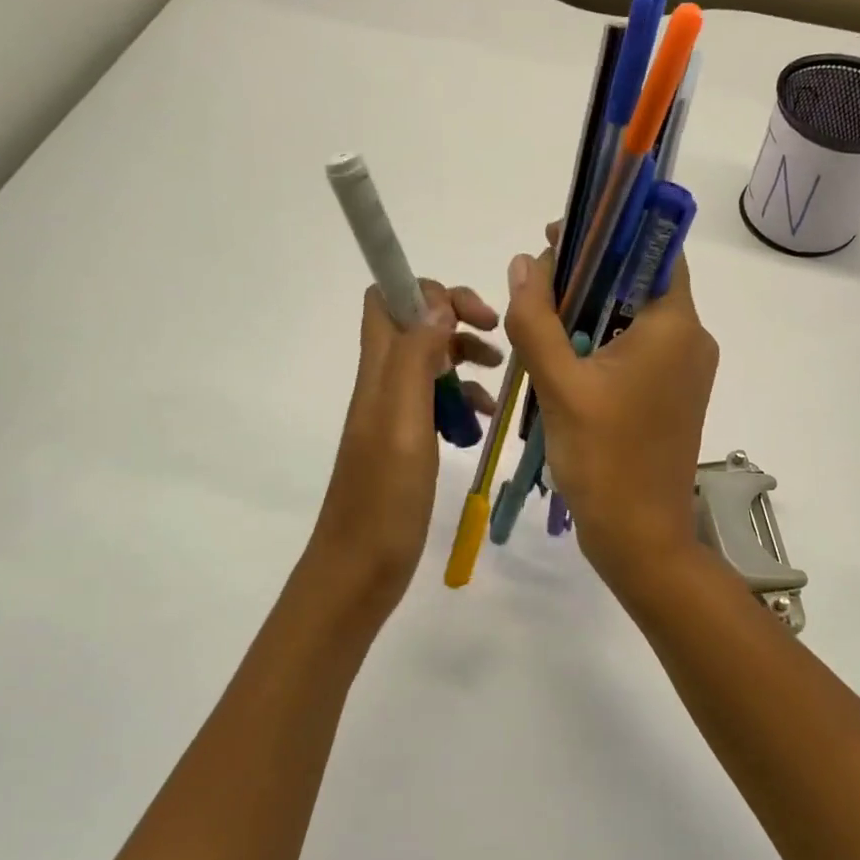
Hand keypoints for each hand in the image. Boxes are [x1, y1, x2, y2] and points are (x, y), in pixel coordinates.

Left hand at [312, 281, 500, 611]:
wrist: (359, 568)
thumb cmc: (384, 498)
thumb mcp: (402, 421)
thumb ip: (415, 358)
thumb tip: (436, 301)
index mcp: (377, 372)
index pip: (387, 299)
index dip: (429, 291)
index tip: (474, 315)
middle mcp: (382, 384)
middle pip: (414, 325)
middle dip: (456, 320)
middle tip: (495, 340)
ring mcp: (393, 415)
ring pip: (430, 363)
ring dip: (464, 360)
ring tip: (499, 379)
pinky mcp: (406, 444)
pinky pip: (436, 404)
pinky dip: (463, 401)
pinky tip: (484, 421)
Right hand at [502, 237, 716, 589]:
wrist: (640, 537)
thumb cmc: (604, 460)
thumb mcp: (559, 386)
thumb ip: (536, 320)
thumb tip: (524, 263)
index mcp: (676, 326)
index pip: (654, 250)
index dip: (609, 232)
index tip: (561, 234)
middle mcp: (692, 340)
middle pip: (640, 283)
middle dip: (590, 274)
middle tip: (538, 279)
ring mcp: (686, 371)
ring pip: (635, 318)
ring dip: (591, 312)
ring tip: (541, 319)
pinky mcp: (673, 396)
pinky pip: (638, 351)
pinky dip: (603, 343)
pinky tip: (564, 358)